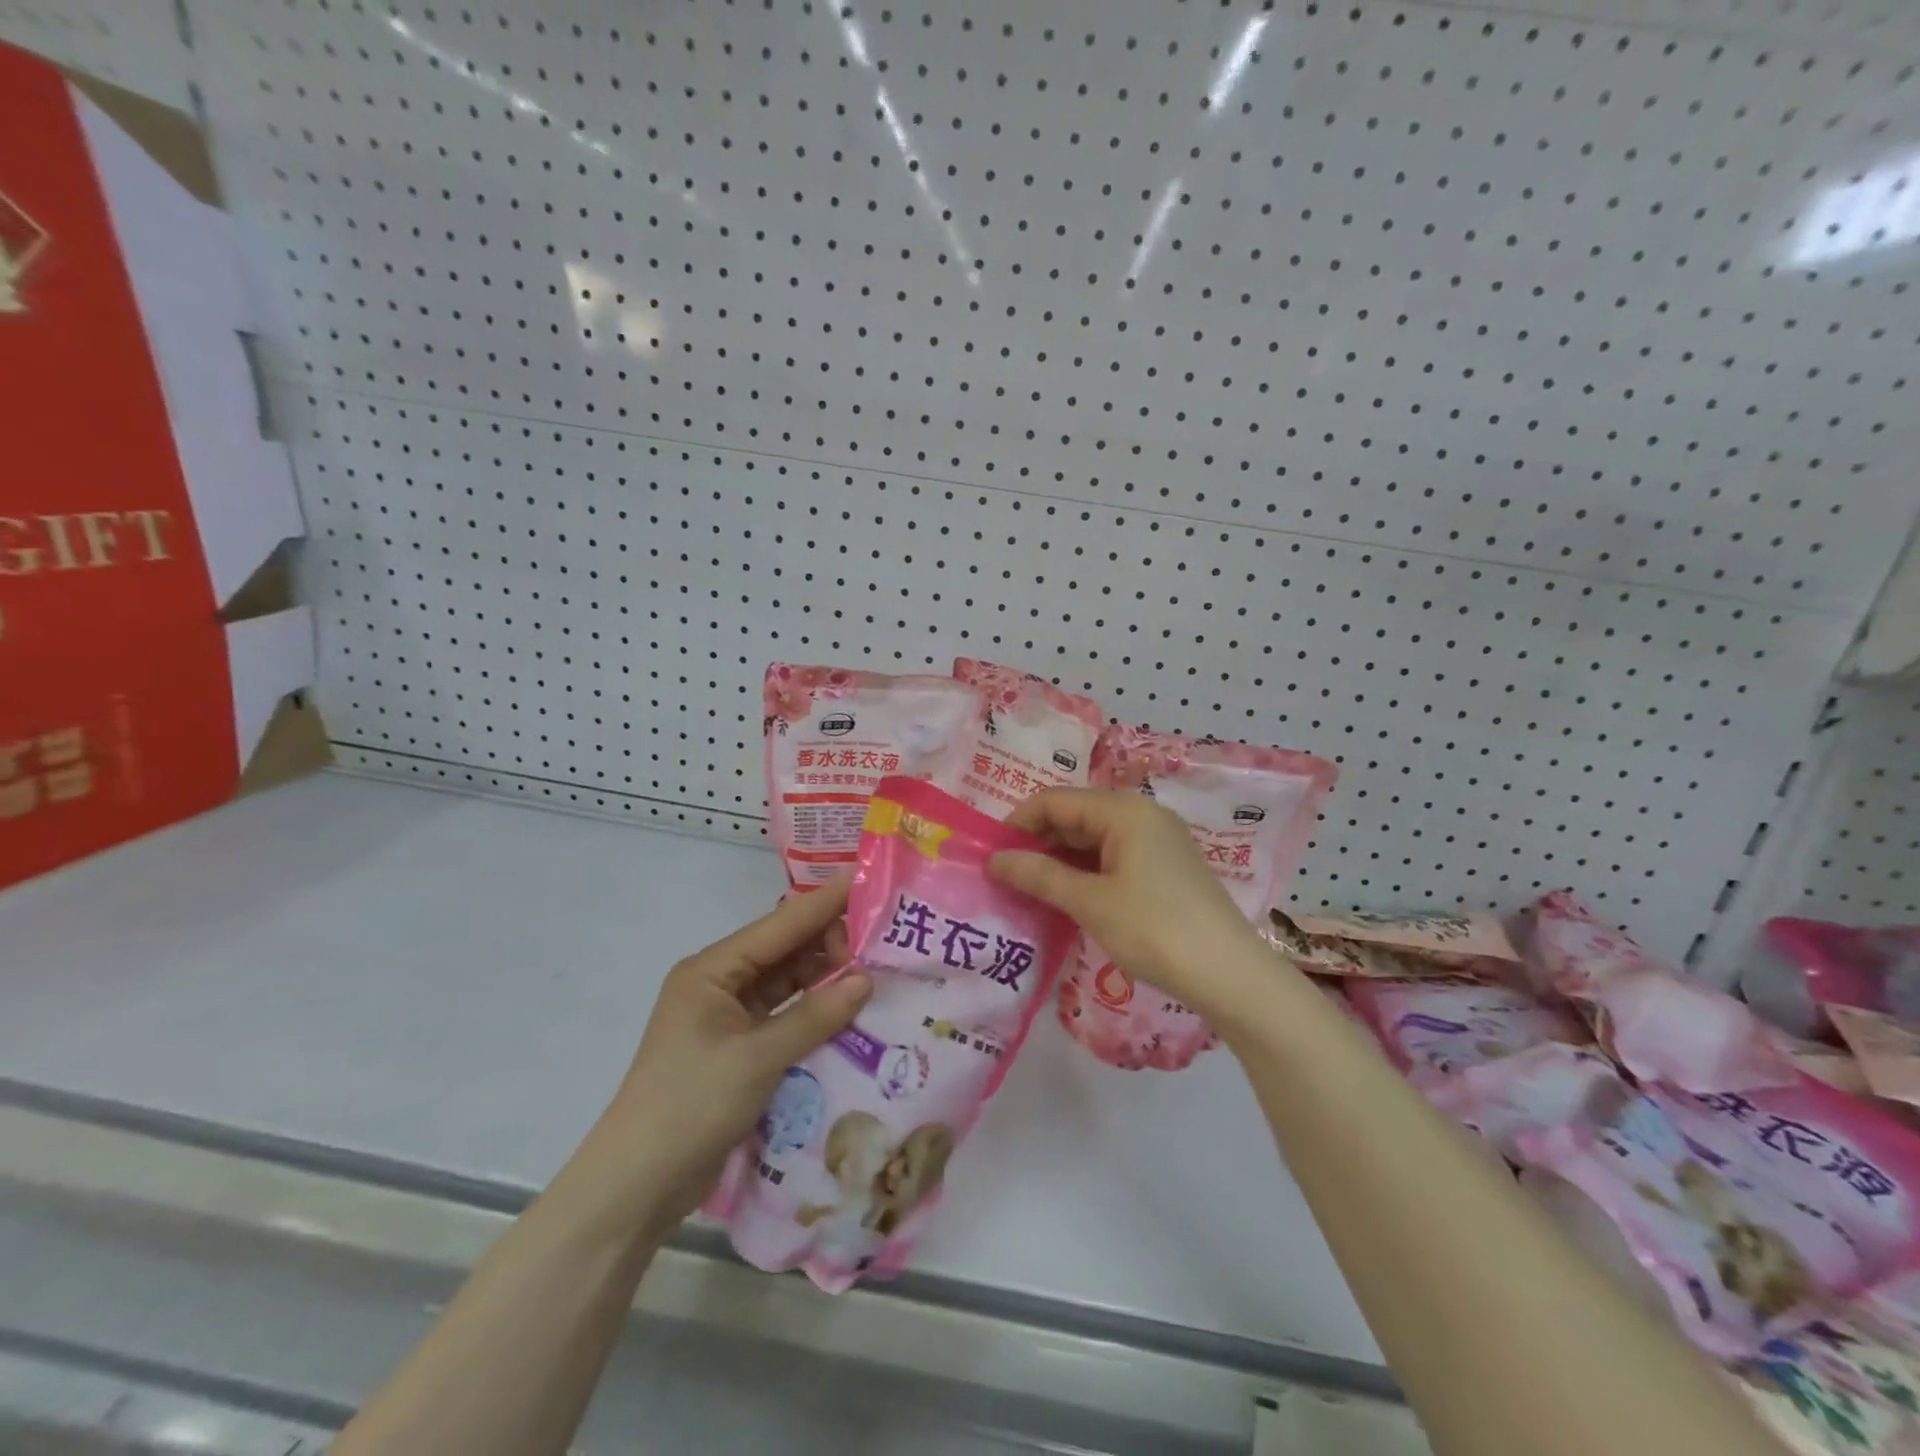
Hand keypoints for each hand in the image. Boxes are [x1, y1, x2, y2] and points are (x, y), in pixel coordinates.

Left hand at [589, 879, 869, 1233]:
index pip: (780, 926)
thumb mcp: (756, 1057)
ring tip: (878, 970)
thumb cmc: (690, 1105)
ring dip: (827, 979)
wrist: (638, 1186)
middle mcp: (721, 985)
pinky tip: (852, 1011)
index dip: (824, 903)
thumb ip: (814, 1016)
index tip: (866, 880)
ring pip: (789, 985)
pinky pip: (787, 1018)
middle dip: (831, 943)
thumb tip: (866, 980)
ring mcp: (730, 1019)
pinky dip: (816, 1013)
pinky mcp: (741, 1051)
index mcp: (713, 970)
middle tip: (883, 940)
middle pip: (785, 951)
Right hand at [988, 788, 1270, 1022]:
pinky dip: (1086, 872)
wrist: (1229, 974)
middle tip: (1004, 874)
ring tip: (1028, 889)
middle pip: (1076, 816)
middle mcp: (1142, 815)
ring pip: (1094, 839)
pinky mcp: (1166, 868)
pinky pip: (1114, 857)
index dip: (1019, 822)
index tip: (989, 852)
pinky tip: (1067, 897)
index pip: (1056, 801)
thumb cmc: (1154, 929)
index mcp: (1124, 810)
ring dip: (1060, 860)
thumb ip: (1040, 875)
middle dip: (1038, 841)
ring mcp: (1158, 841)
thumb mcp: (1090, 902)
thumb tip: (995, 860)